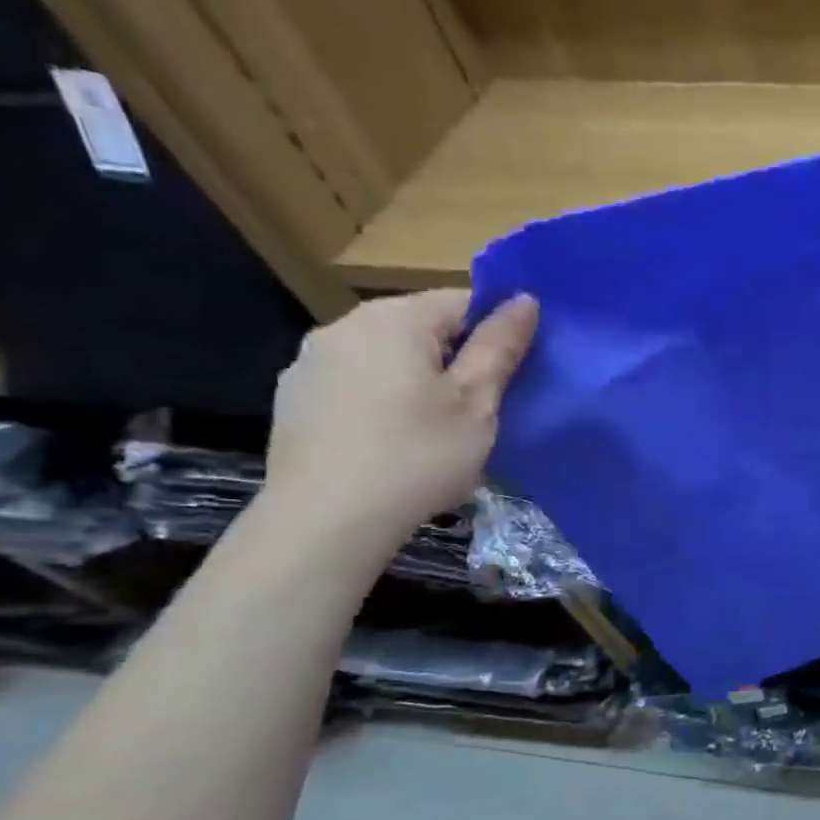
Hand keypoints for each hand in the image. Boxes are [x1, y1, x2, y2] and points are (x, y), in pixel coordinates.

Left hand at [264, 289, 538, 548]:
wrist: (327, 519)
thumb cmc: (418, 456)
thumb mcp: (477, 404)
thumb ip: (500, 347)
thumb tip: (524, 300)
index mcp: (396, 319)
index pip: (464, 301)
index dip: (497, 332)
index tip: (514, 374)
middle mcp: (347, 324)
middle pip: (422, 326)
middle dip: (457, 357)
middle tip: (482, 409)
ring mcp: (312, 360)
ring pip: (387, 355)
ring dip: (419, 378)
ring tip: (438, 429)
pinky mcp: (294, 396)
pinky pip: (356, 382)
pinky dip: (382, 399)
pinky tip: (392, 441)